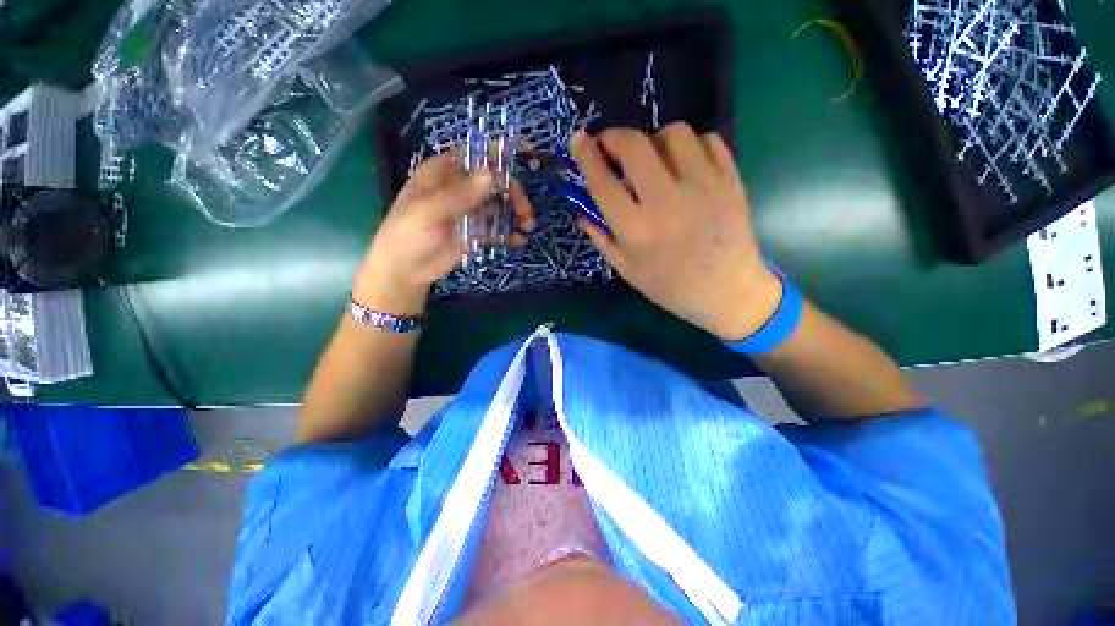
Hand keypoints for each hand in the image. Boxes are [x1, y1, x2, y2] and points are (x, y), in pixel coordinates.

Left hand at [354, 150, 534, 314]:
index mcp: (444, 173)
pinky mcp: (475, 232)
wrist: (405, 271)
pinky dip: (510, 233)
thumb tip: (490, 175)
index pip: (475, 154)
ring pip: (500, 205)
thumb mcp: (428, 212)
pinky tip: (518, 240)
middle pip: (495, 182)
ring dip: (516, 213)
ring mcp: (469, 211)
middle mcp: (460, 188)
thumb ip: (458, 195)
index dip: (500, 151)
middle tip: (526, 213)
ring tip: (527, 227)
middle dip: (514, 193)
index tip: (527, 151)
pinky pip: (497, 228)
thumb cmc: (407, 235)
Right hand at [570, 123, 781, 339]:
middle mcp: (665, 202)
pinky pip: (707, 140)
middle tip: (611, 146)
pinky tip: (685, 164)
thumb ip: (602, 238)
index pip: (603, 182)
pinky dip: (690, 145)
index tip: (578, 139)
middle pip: (634, 145)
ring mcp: (702, 186)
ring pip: (673, 134)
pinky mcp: (729, 180)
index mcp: (636, 230)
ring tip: (653, 160)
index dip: (586, 155)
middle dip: (614, 137)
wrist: (728, 292)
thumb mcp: (627, 270)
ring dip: (654, 141)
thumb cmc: (671, 287)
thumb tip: (581, 213)